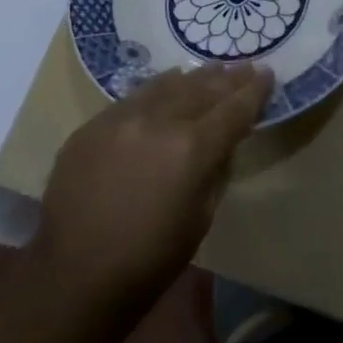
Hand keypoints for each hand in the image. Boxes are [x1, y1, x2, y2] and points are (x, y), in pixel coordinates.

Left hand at [33, 63, 272, 308]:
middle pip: (202, 89)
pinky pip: (134, 96)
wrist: (74, 275)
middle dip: (228, 78)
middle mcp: (158, 121)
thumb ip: (216, 168)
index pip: (233, 109)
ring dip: (194, 77)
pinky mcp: (93, 125)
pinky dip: (158, 88)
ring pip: (167, 85)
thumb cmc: (150, 259)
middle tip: (246, 67)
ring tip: (212, 69)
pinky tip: (168, 83)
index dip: (254, 91)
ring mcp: (121, 118)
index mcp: (192, 148)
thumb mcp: (202, 217)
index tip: (268, 74)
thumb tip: (223, 140)